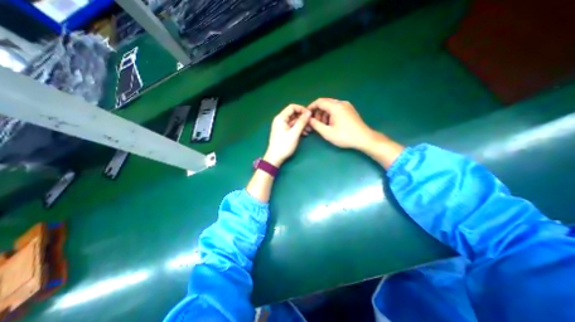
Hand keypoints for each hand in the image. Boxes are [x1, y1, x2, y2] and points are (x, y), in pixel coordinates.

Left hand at [264, 105, 312, 166]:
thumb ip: (302, 122)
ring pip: (294, 122)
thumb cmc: (284, 145)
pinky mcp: (284, 132)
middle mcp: (281, 120)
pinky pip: (293, 127)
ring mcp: (282, 126)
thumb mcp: (294, 133)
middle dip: (303, 118)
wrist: (275, 158)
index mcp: (280, 118)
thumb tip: (309, 112)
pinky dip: (299, 129)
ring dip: (302, 124)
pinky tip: (305, 133)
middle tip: (311, 123)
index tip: (310, 114)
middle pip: (294, 114)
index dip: (302, 109)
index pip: (292, 107)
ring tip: (309, 130)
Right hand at [310, 97, 377, 148]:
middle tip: (315, 122)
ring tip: (323, 125)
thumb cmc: (344, 136)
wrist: (364, 139)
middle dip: (318, 112)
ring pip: (331, 106)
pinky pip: (337, 109)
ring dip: (324, 114)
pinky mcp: (350, 110)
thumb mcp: (327, 132)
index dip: (311, 107)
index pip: (319, 102)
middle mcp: (341, 103)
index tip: (306, 114)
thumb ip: (316, 125)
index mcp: (335, 107)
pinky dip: (331, 114)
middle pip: (325, 103)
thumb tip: (308, 119)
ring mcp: (347, 106)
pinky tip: (331, 124)